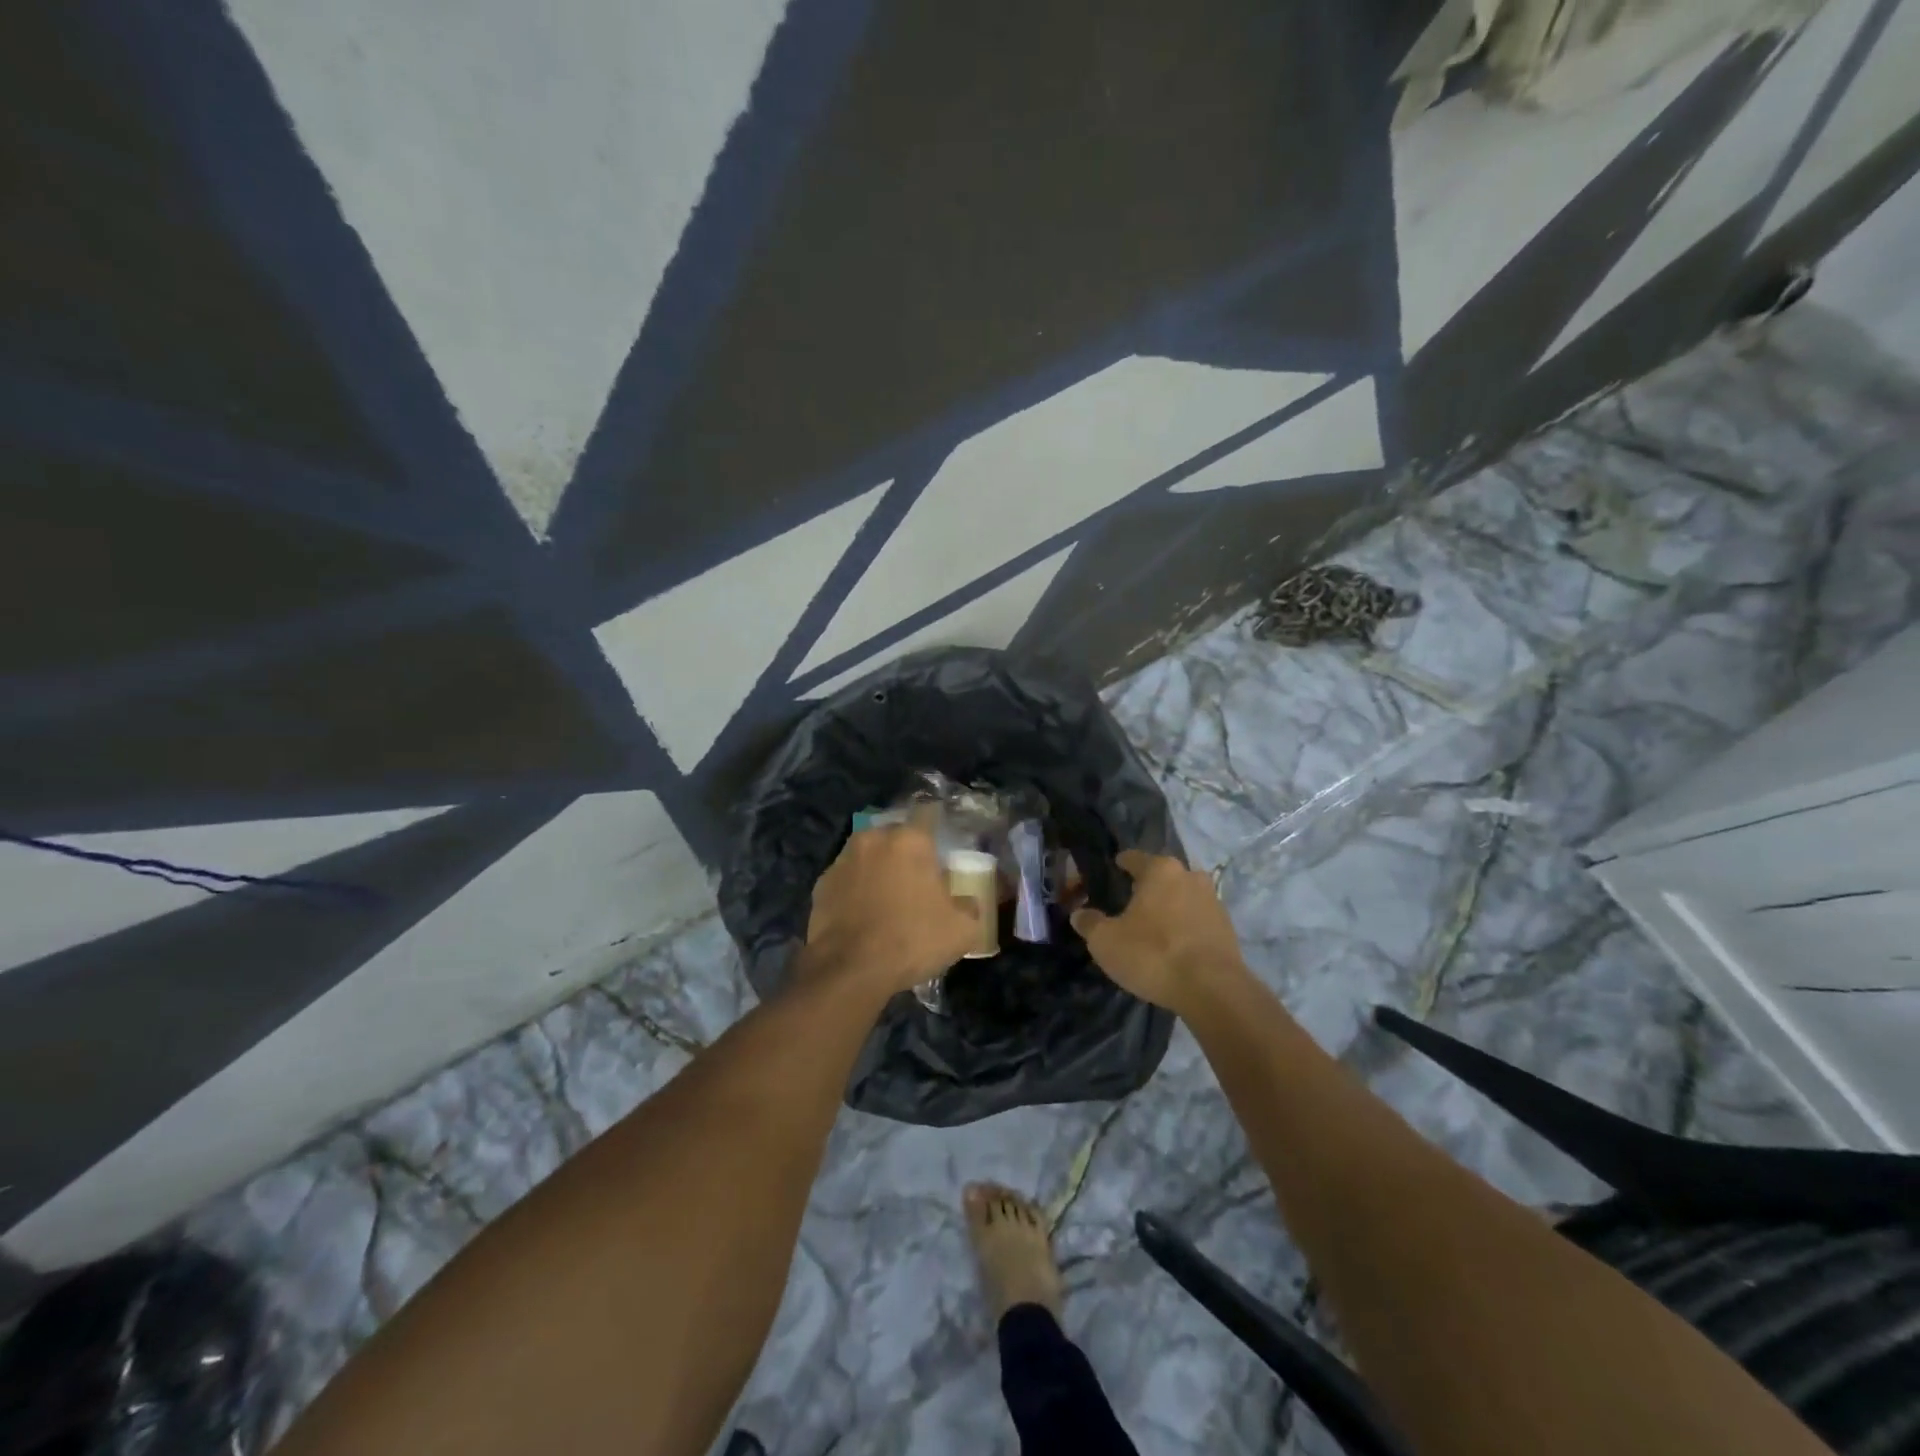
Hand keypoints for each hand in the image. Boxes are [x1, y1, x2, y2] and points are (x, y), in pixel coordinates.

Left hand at [800, 826, 979, 995]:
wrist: (849, 970)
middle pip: (895, 835)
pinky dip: (855, 889)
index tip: (943, 841)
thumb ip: (969, 907)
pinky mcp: (821, 884)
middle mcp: (873, 839)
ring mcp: (842, 860)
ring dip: (878, 868)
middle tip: (917, 877)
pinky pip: (847, 879)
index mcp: (910, 840)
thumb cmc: (911, 940)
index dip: (937, 823)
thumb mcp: (961, 930)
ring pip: (868, 855)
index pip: (928, 813)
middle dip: (906, 850)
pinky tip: (863, 914)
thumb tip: (967, 902)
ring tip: (888, 897)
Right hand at [1071, 849, 1247, 1013]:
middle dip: (1147, 887)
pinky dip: (1185, 927)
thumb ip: (1089, 923)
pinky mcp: (1227, 928)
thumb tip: (1079, 914)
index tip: (1112, 870)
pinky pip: (1198, 919)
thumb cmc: (1153, 954)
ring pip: (1183, 896)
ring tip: (1153, 926)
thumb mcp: (1106, 941)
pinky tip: (1175, 945)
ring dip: (1169, 907)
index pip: (1134, 858)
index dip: (1120, 864)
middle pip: (1162, 876)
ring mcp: (1213, 901)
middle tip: (1130, 903)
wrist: (1212, 990)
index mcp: (1160, 870)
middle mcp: (1190, 876)